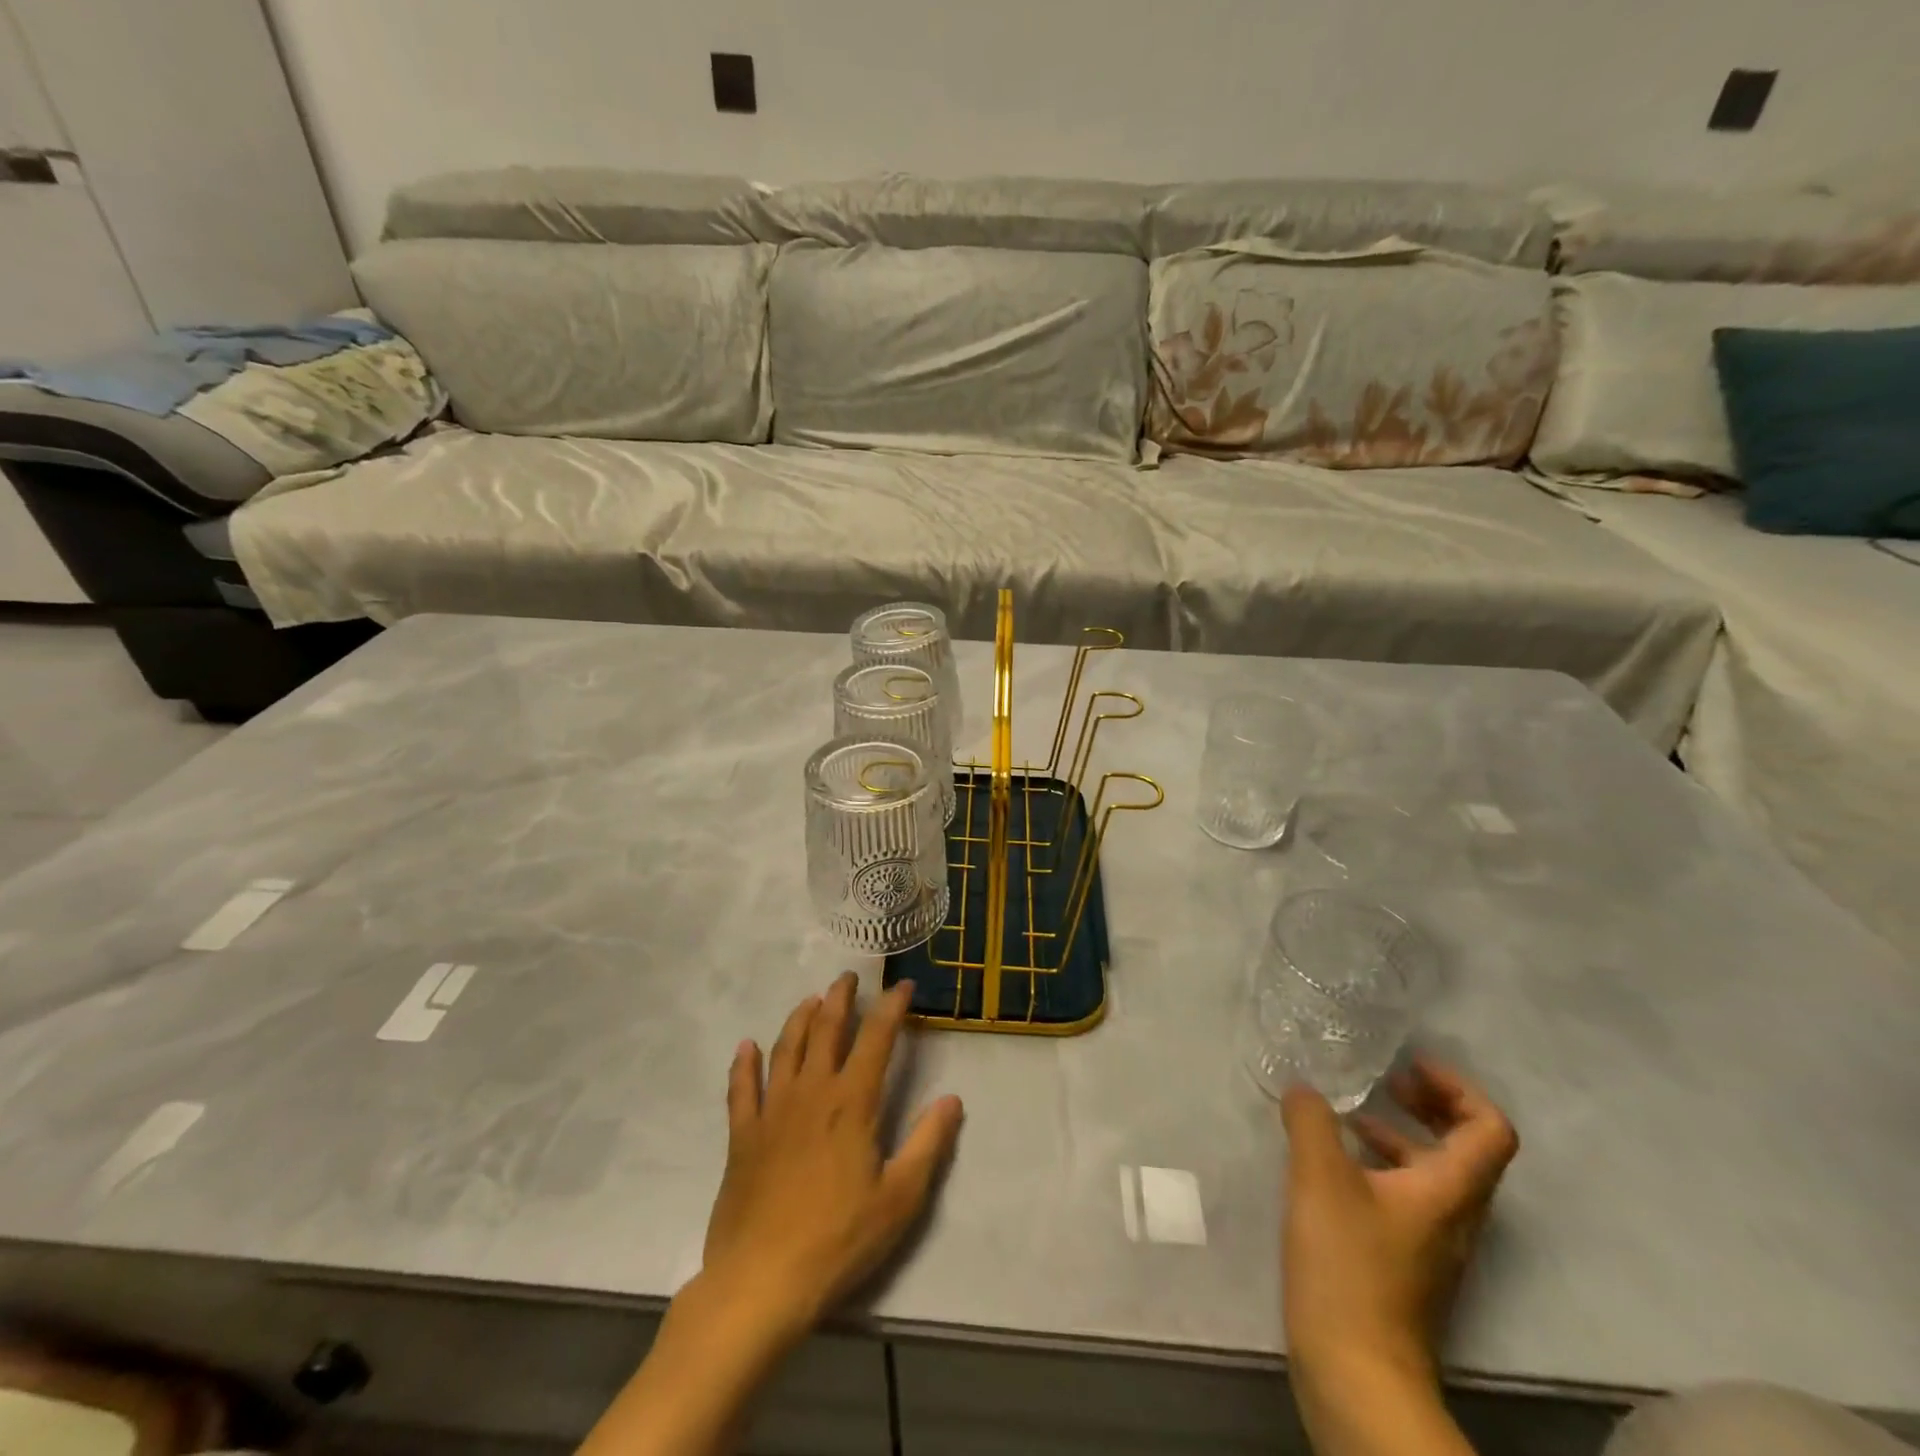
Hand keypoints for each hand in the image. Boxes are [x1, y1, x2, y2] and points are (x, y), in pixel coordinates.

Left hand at [700, 973, 964, 1341]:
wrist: (761, 1281)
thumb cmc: (839, 1240)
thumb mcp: (900, 1198)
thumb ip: (928, 1143)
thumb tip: (953, 1099)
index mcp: (852, 1103)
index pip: (877, 1039)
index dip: (891, 1008)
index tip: (902, 986)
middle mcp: (812, 1092)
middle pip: (827, 1030)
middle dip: (840, 998)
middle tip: (849, 977)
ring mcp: (772, 1111)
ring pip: (786, 1048)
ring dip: (800, 1018)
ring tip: (811, 1000)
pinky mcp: (742, 1136)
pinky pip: (741, 1089)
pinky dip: (744, 1064)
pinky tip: (746, 1046)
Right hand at [1280, 1058, 1517, 1387]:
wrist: (1357, 1371)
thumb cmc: (1349, 1266)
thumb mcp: (1320, 1178)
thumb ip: (1311, 1121)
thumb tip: (1305, 1089)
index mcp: (1450, 1190)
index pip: (1489, 1129)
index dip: (1458, 1088)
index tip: (1411, 1065)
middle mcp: (1455, 1215)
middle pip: (1468, 1148)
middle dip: (1431, 1106)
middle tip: (1388, 1081)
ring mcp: (1433, 1244)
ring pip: (1434, 1174)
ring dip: (1401, 1135)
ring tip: (1351, 1116)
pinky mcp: (1407, 1263)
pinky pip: (1408, 1197)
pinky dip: (1381, 1166)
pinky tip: (1332, 1165)